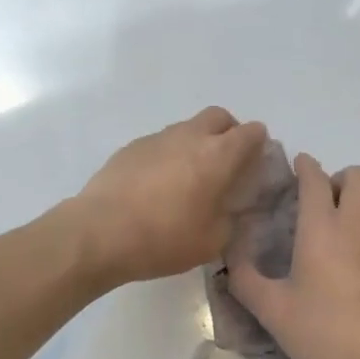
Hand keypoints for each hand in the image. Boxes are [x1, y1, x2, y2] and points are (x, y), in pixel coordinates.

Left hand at [66, 107, 269, 287]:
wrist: (100, 232)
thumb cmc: (164, 238)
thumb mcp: (213, 240)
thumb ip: (231, 217)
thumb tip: (232, 206)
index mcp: (218, 155)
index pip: (251, 132)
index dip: (259, 145)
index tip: (255, 166)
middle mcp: (190, 136)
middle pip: (219, 117)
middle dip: (229, 133)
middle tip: (226, 164)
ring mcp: (157, 138)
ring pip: (188, 128)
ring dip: (197, 143)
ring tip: (189, 179)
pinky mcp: (131, 147)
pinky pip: (161, 143)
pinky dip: (169, 155)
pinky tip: (158, 186)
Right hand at [228, 156, 359, 358]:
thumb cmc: (326, 334)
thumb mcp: (273, 312)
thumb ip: (245, 280)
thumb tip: (229, 258)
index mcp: (321, 229)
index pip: (315, 178)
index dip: (305, 166)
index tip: (297, 166)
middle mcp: (357, 224)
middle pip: (357, 175)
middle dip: (338, 177)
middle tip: (322, 200)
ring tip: (346, 219)